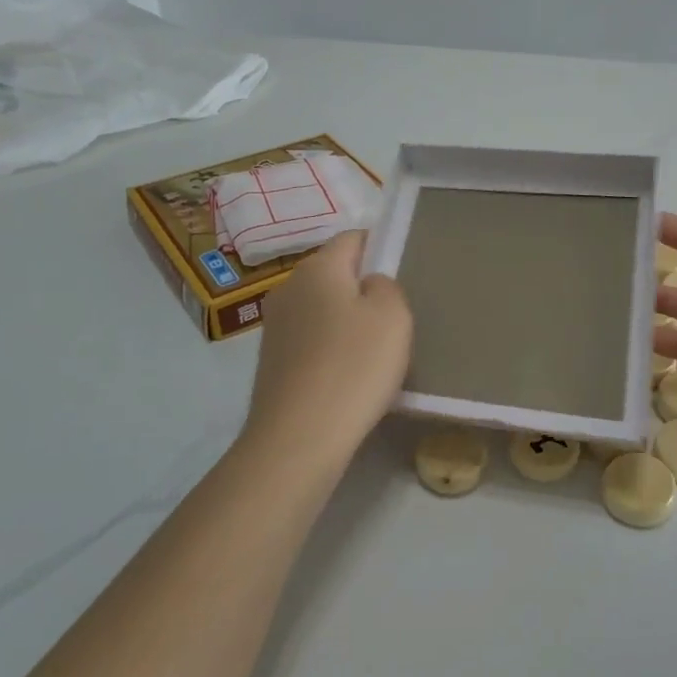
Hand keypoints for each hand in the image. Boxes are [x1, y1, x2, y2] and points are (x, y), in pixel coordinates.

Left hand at [241, 231, 412, 462]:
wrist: (299, 437)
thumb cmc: (354, 365)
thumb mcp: (393, 315)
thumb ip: (387, 286)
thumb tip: (369, 285)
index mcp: (318, 268)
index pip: (353, 238)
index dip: (381, 247)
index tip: (404, 273)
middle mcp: (289, 288)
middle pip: (335, 273)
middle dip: (364, 287)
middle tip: (396, 316)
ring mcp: (275, 326)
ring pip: (322, 308)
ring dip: (347, 321)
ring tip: (375, 351)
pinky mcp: (272, 362)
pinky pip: (311, 340)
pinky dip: (332, 349)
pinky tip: (349, 375)